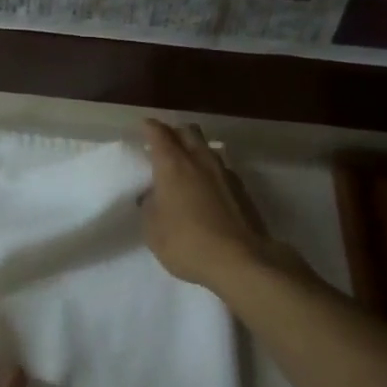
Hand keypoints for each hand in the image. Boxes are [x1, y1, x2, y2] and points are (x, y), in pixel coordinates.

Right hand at [141, 119, 291, 290]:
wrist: (241, 260)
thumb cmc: (187, 243)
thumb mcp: (153, 230)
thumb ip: (150, 206)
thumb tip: (153, 194)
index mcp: (173, 165)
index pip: (159, 134)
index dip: (150, 128)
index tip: (143, 126)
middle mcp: (200, 160)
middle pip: (188, 132)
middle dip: (174, 132)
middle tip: (164, 143)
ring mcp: (225, 173)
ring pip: (207, 148)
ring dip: (195, 149)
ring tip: (186, 165)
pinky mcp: (242, 189)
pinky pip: (221, 168)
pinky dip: (210, 170)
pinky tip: (206, 188)